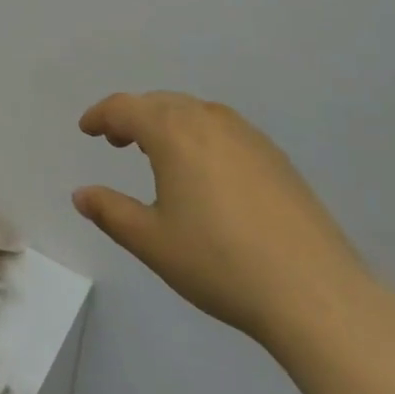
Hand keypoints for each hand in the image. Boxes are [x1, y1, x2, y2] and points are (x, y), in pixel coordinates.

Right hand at [73, 91, 373, 357]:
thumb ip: (111, 212)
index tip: (86, 129)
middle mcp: (209, 119)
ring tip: (157, 154)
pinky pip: (223, 129)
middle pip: (160, 103)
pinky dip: (199, 136)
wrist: (313, 290)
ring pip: (194, 113)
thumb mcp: (153, 242)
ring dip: (167, 123)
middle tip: (116, 140)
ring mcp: (247, 135)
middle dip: (133, 116)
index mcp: (174, 131)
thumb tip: (81, 194)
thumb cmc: (219, 262)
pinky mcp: (274, 156)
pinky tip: (204, 172)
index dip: (101, 115)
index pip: (125, 107)